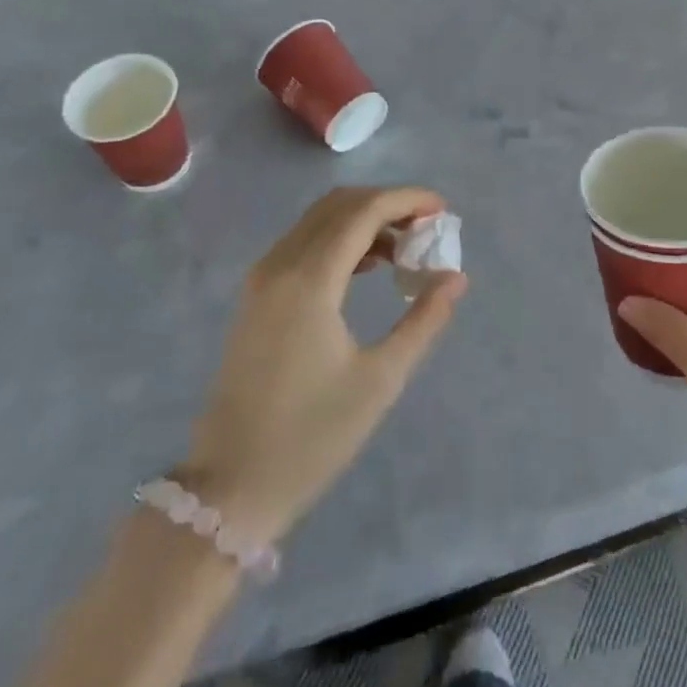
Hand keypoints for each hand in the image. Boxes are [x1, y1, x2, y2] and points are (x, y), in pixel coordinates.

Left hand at [181, 187, 467, 543]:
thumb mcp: (380, 380)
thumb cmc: (311, 436)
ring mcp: (263, 278)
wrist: (230, 486)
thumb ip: (424, 320)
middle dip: (388, 204)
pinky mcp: (257, 296)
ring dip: (364, 220)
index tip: (443, 209)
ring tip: (406, 249)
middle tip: (427, 228)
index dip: (406, 199)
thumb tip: (455, 277)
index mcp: (309, 280)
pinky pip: (303, 243)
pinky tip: (369, 268)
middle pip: (340, 205)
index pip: (363, 211)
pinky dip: (340, 239)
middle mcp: (280, 265)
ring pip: (319, 220)